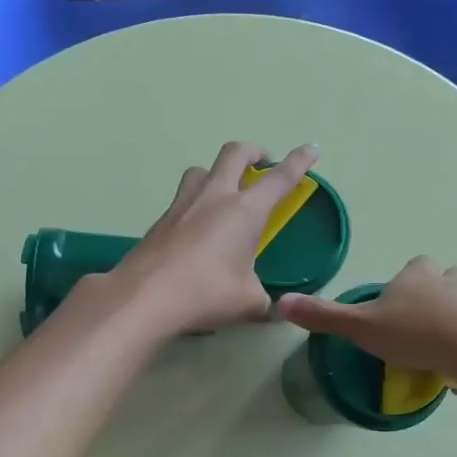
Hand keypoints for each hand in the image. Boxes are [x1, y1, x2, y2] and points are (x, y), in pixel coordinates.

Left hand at [111, 141, 319, 336]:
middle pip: (234, 153)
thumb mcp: (248, 302)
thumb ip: (263, 300)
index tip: (311, 149)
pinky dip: (196, 203)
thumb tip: (270, 308)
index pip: (279, 178)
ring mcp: (182, 205)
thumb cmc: (207, 293)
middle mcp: (214, 197)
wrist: (145, 297)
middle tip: (263, 162)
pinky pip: (182, 199)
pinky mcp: (160, 221)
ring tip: (224, 193)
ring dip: (217, 173)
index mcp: (245, 211)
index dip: (299, 161)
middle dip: (254, 151)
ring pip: (202, 170)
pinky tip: (197, 230)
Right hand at [277, 257, 456, 388]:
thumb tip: (279, 303)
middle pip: (448, 279)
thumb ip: (324, 317)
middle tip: (423, 323)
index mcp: (417, 278)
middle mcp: (451, 284)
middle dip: (438, 294)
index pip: (415, 266)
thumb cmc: (414, 333)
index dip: (408, 280)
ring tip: (444, 349)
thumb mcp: (360, 327)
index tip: (398, 301)